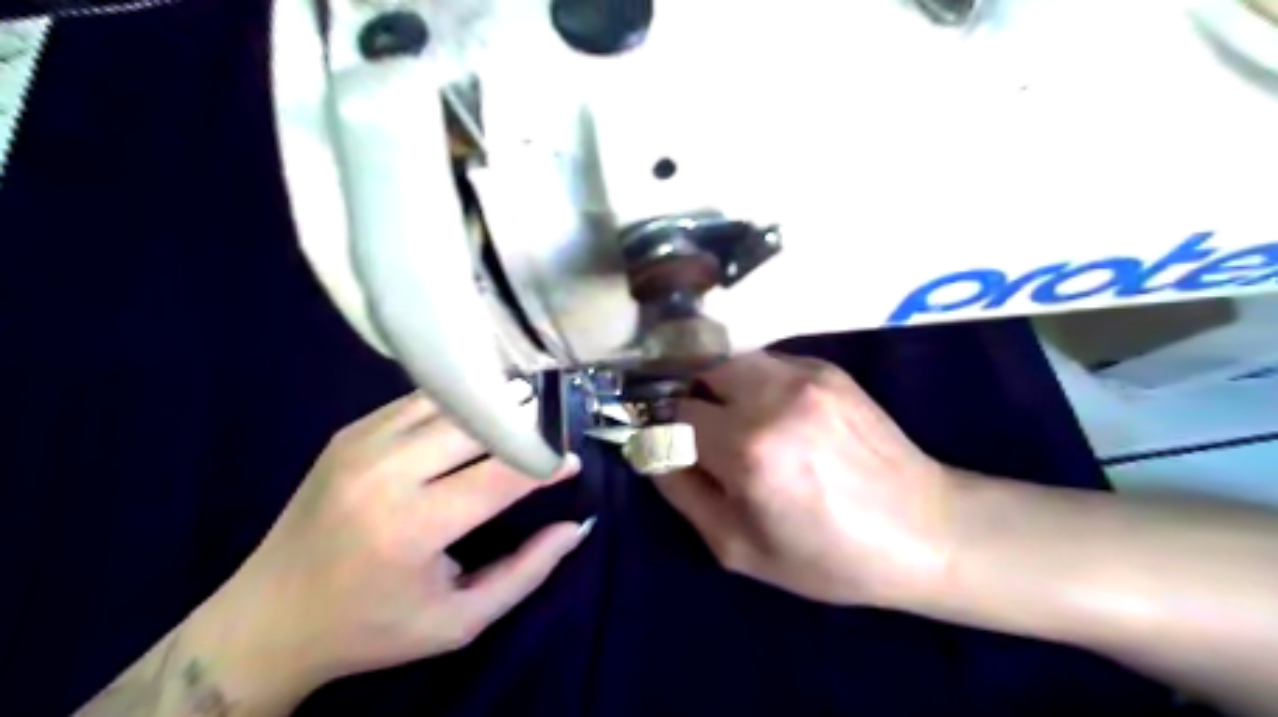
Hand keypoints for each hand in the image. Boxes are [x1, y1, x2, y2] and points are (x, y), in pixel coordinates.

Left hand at [201, 393, 584, 694]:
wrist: (266, 620)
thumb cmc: (371, 628)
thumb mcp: (458, 621)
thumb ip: (526, 572)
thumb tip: (575, 526)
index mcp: (411, 527)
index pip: (501, 474)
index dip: (545, 463)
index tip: (573, 460)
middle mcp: (384, 472)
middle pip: (478, 423)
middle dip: (525, 424)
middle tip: (552, 433)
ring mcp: (361, 443)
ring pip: (451, 401)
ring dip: (493, 406)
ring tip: (524, 417)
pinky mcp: (349, 431)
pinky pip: (421, 402)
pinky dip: (459, 404)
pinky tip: (477, 418)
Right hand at [660, 351, 956, 604]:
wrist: (924, 530)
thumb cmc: (827, 555)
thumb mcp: (737, 547)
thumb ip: (682, 491)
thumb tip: (651, 449)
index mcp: (747, 449)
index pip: (675, 414)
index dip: (664, 429)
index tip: (667, 444)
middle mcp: (773, 398)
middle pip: (700, 372)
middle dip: (692, 401)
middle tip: (705, 435)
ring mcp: (805, 376)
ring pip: (733, 362)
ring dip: (723, 389)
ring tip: (740, 423)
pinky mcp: (828, 369)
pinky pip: (769, 364)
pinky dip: (757, 385)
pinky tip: (781, 417)